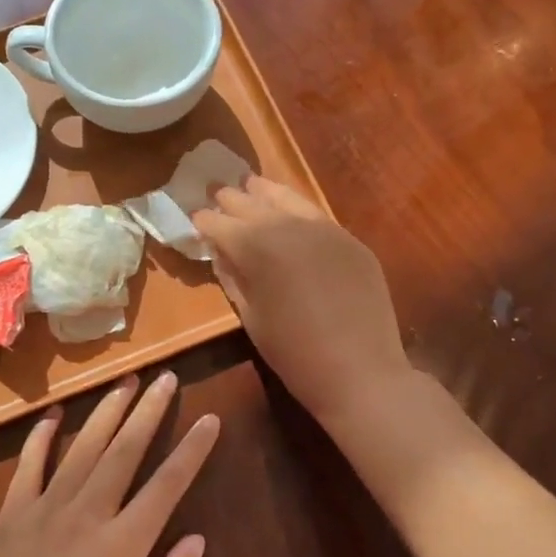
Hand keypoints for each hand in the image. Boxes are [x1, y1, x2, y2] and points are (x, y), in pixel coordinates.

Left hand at [0, 372, 215, 556]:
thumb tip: (197, 538)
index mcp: (122, 544)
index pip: (166, 484)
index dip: (191, 450)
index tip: (209, 419)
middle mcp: (86, 513)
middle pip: (124, 450)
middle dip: (149, 410)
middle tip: (166, 377)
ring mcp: (45, 508)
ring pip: (82, 448)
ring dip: (106, 412)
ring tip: (125, 382)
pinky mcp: (13, 513)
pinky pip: (29, 465)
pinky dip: (41, 437)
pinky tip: (53, 415)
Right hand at [192, 176, 410, 426]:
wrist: (360, 371)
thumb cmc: (293, 353)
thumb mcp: (251, 317)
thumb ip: (233, 278)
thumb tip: (221, 253)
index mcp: (258, 248)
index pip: (222, 225)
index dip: (206, 222)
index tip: (196, 219)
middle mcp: (289, 227)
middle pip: (253, 205)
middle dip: (232, 201)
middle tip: (217, 193)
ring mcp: (325, 230)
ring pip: (288, 200)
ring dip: (266, 193)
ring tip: (252, 185)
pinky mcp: (350, 240)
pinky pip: (316, 216)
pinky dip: (297, 209)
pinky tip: (291, 210)